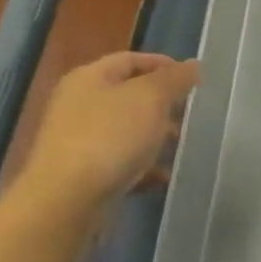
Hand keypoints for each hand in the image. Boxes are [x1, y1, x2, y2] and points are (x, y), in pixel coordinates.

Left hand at [12, 51, 199, 212]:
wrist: (66, 201)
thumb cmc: (110, 136)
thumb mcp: (151, 98)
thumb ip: (175, 78)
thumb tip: (193, 65)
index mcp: (90, 77)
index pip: (132, 60)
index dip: (164, 65)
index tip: (194, 81)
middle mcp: (79, 104)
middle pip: (129, 95)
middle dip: (163, 104)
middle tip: (190, 114)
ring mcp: (77, 140)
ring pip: (126, 130)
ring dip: (155, 137)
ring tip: (180, 147)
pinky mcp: (81, 174)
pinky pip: (119, 162)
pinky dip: (142, 167)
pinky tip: (162, 177)